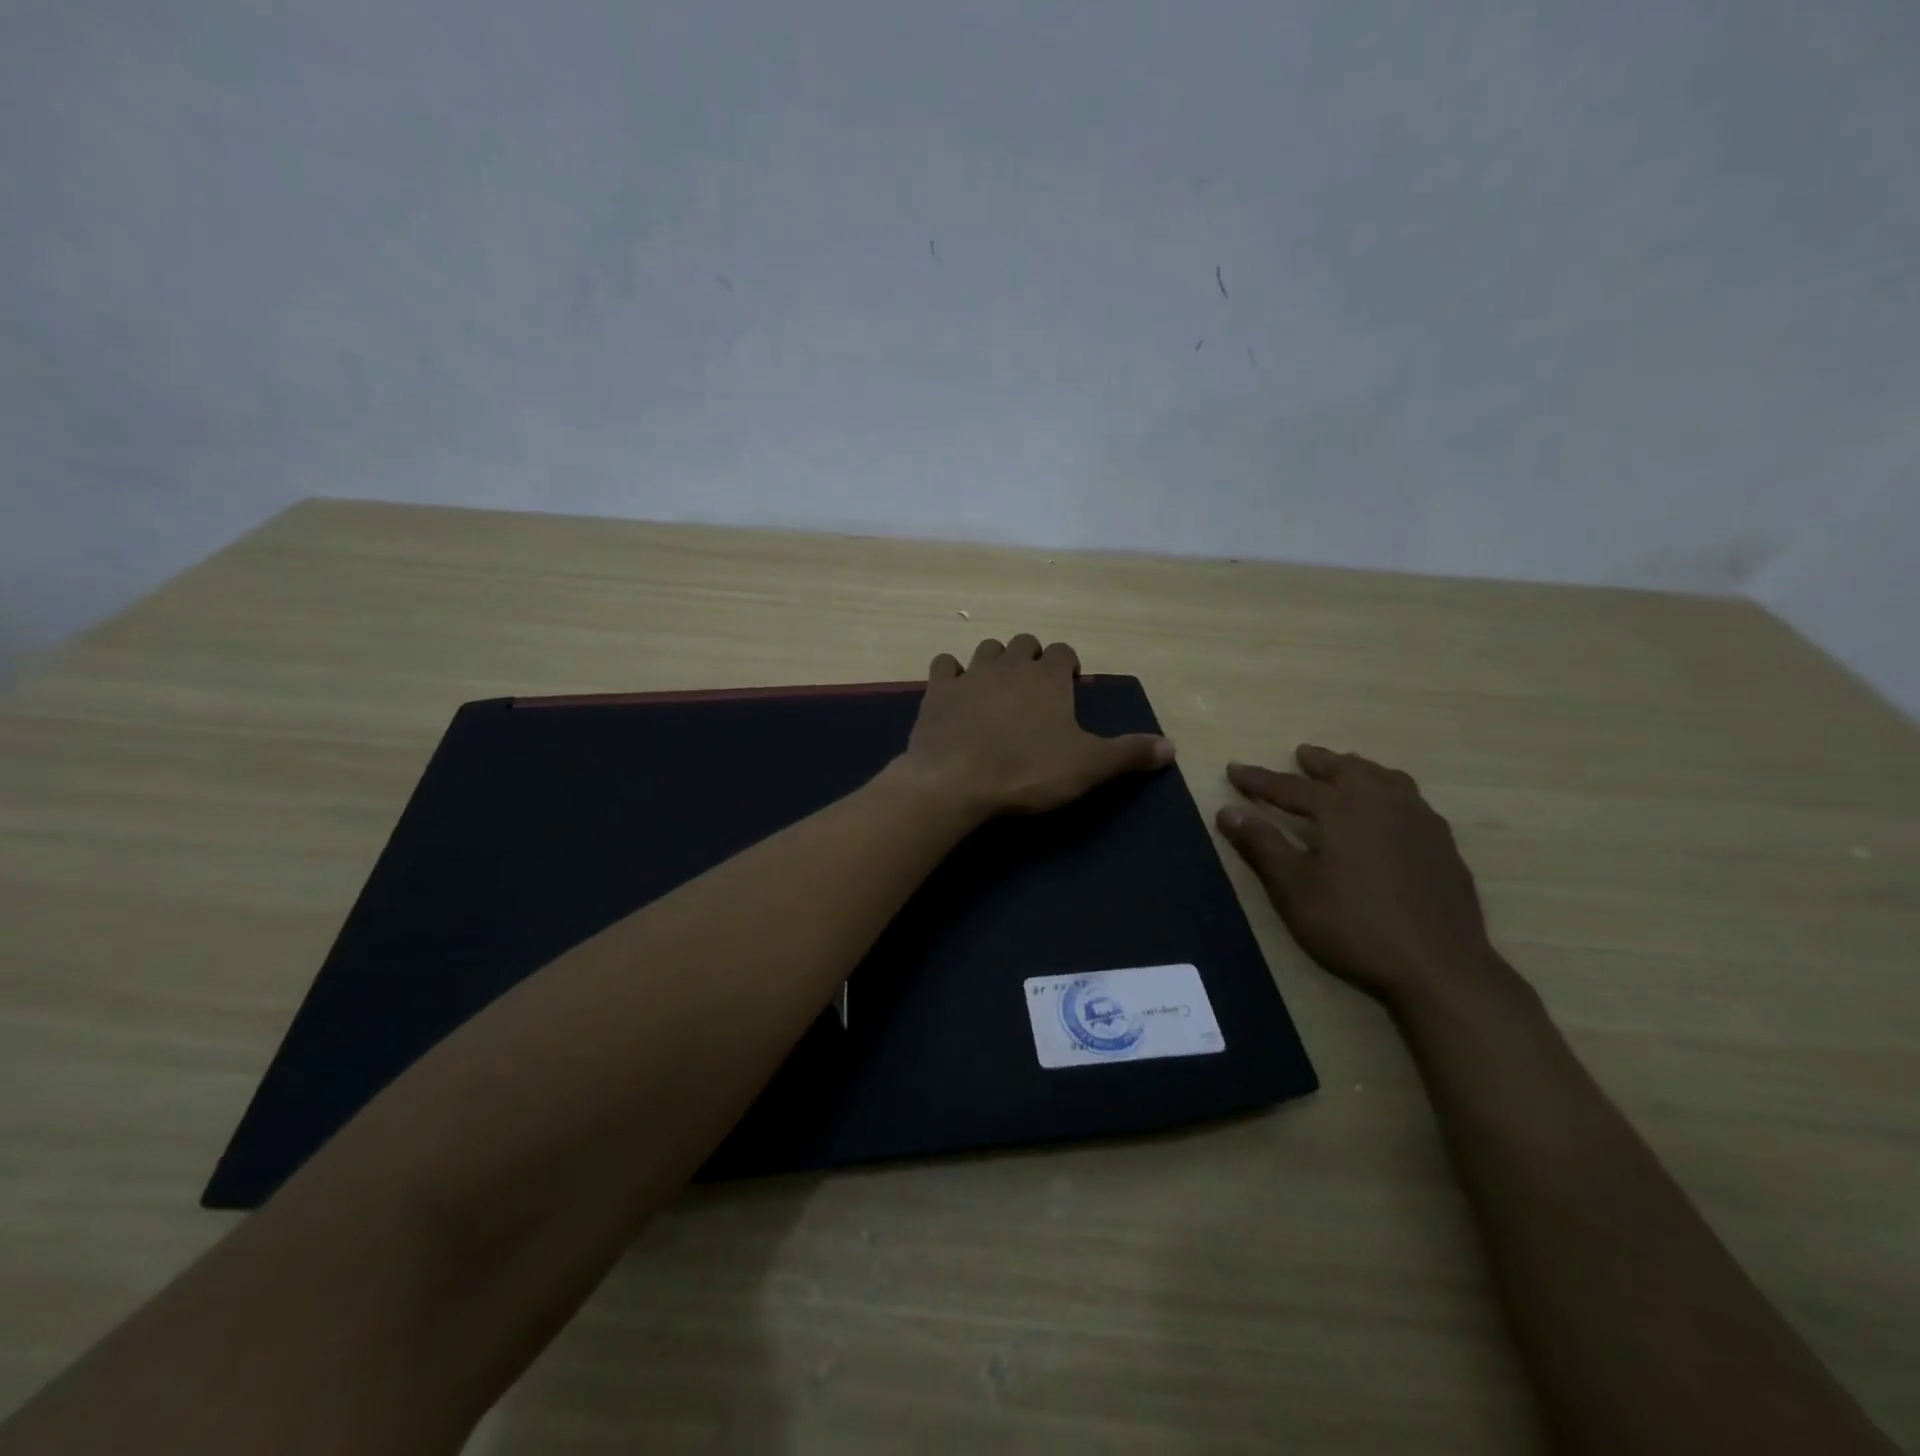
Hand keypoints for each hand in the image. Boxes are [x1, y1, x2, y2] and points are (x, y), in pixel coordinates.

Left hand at [897, 636, 1173, 818]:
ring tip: (999, 689)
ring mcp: (970, 674)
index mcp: (1048, 677)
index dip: (1069, 665)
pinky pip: (945, 666)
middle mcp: (1010, 665)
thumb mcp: (1088, 766)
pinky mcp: (937, 691)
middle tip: (1036, 690)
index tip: (1071, 686)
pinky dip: (953, 674)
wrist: (956, 783)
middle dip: (1033, 658)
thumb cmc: (1028, 771)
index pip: (1065, 651)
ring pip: (987, 649)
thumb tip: (1173, 746)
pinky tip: (956, 693)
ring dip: (996, 661)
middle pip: (1025, 643)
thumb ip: (1129, 753)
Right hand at [1216, 745, 1510, 1012]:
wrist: (1439, 966)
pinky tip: (1390, 811)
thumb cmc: (1353, 925)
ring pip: (1385, 779)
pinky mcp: (1443, 845)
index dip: (1258, 779)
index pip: (1288, 786)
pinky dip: (1390, 792)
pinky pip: (1411, 800)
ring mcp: (1419, 821)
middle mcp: (1382, 802)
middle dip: (1319, 762)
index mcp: (1341, 808)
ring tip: (1347, 770)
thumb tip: (1226, 810)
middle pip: (1345, 770)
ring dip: (1359, 770)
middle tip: (1301, 754)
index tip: (1233, 769)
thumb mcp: (1293, 888)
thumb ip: (1261, 844)